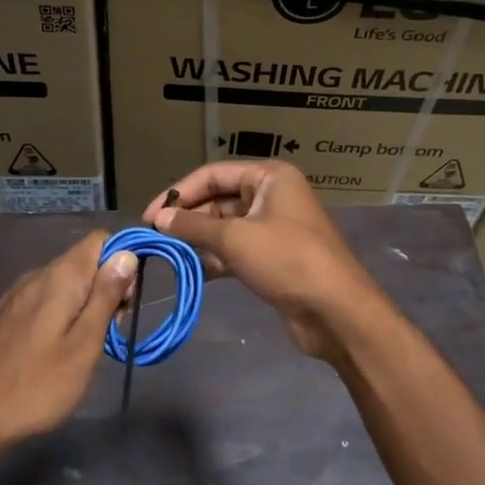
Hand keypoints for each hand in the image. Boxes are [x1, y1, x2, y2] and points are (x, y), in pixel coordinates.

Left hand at [0, 231, 137, 450]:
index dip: (122, 260)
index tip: (128, 299)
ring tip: (89, 344)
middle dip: (107, 286)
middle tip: (112, 330)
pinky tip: (61, 347)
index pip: (100, 239)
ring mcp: (18, 295)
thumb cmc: (39, 384)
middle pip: (84, 261)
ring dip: (87, 302)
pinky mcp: (7, 314)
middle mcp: (37, 275)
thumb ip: (106, 296)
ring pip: (66, 281)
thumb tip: (126, 254)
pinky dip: (64, 312)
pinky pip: (47, 298)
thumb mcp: (85, 344)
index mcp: (60, 277)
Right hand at [144, 162, 386, 361]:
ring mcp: (273, 229)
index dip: (179, 193)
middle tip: (154, 239)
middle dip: (187, 219)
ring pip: (225, 228)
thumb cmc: (287, 260)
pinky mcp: (272, 258)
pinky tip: (189, 272)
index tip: (150, 216)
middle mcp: (271, 196)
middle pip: (218, 200)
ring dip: (197, 241)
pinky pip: (235, 251)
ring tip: (167, 256)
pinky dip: (214, 259)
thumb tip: (158, 219)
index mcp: (269, 177)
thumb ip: (193, 227)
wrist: (335, 310)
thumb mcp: (235, 238)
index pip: (213, 174)